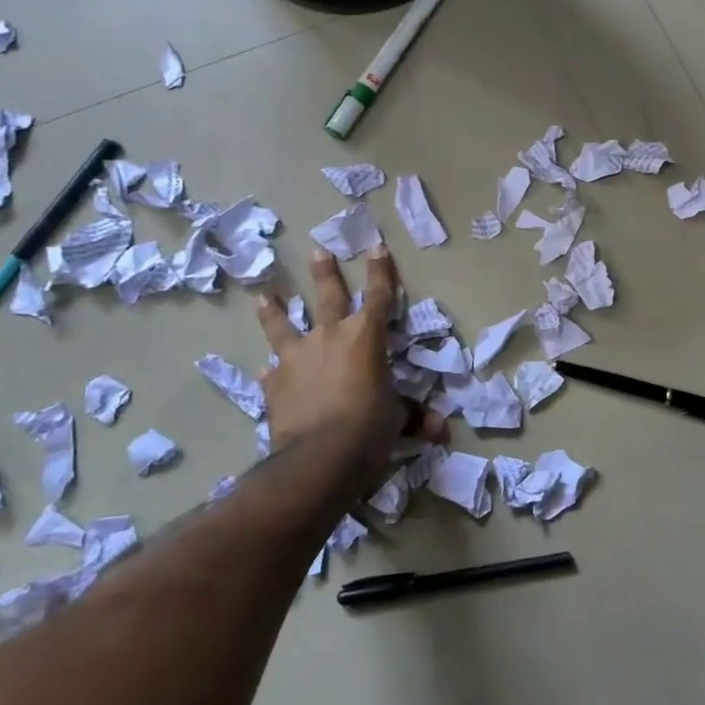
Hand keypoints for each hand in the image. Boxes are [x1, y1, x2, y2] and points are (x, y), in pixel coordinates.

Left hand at [255, 247, 444, 484]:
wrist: (319, 457)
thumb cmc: (369, 428)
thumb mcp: (396, 420)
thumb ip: (413, 417)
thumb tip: (441, 429)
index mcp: (366, 337)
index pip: (379, 296)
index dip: (380, 271)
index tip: (376, 246)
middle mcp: (330, 336)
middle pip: (328, 296)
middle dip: (325, 272)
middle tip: (318, 250)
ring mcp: (297, 357)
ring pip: (284, 325)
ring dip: (275, 310)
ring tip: (265, 295)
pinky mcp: (275, 384)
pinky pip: (272, 372)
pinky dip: (270, 371)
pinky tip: (263, 370)